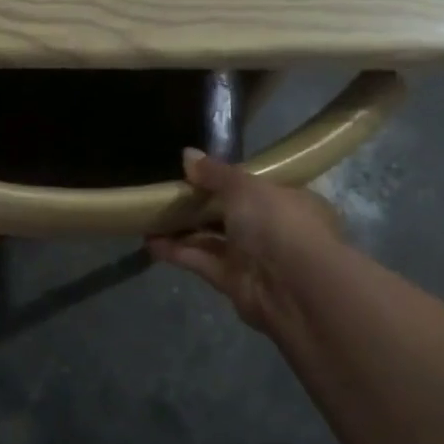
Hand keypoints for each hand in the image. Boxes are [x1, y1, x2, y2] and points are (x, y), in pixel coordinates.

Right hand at [146, 149, 343, 340]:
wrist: (295, 288)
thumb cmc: (278, 224)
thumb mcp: (245, 187)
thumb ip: (215, 173)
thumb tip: (187, 154)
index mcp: (288, 200)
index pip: (255, 186)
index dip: (225, 179)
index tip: (194, 172)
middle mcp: (273, 229)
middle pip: (229, 213)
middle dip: (198, 205)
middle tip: (164, 193)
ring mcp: (254, 258)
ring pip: (212, 239)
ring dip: (182, 229)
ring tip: (148, 216)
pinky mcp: (234, 283)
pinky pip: (202, 262)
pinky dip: (178, 252)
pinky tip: (150, 242)